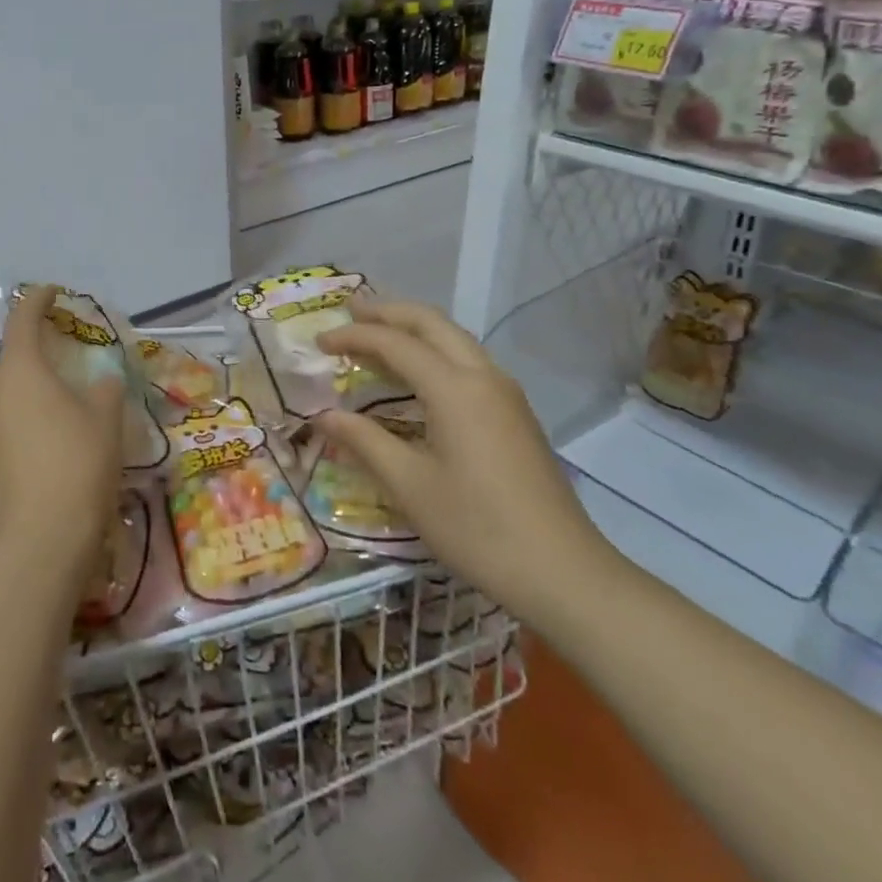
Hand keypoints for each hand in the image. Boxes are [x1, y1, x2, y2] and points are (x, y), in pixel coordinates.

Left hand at [0, 286, 127, 584]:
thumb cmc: (77, 467)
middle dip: (37, 353)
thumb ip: (105, 390)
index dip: (39, 300)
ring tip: (60, 407)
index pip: (23, 319)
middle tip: (68, 359)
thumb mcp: (106, 421)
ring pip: (4, 397)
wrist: (37, 547)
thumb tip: (101, 382)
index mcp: (20, 370)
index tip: (54, 292)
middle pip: (12, 360)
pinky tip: (45, 448)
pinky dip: (21, 424)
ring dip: (29, 392)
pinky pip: (0, 428)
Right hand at [314, 301, 621, 633]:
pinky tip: (417, 374)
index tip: (319, 343)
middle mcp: (483, 376)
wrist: (562, 571)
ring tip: (377, 333)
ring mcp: (505, 393)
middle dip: (388, 311)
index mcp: (454, 388)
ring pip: (454, 338)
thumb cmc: (477, 528)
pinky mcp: (515, 413)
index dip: (354, 337)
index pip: (395, 343)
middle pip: (431, 323)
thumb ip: (364, 441)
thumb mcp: (409, 485)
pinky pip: (468, 360)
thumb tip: (323, 415)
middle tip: (350, 310)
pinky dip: (434, 351)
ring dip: (414, 328)